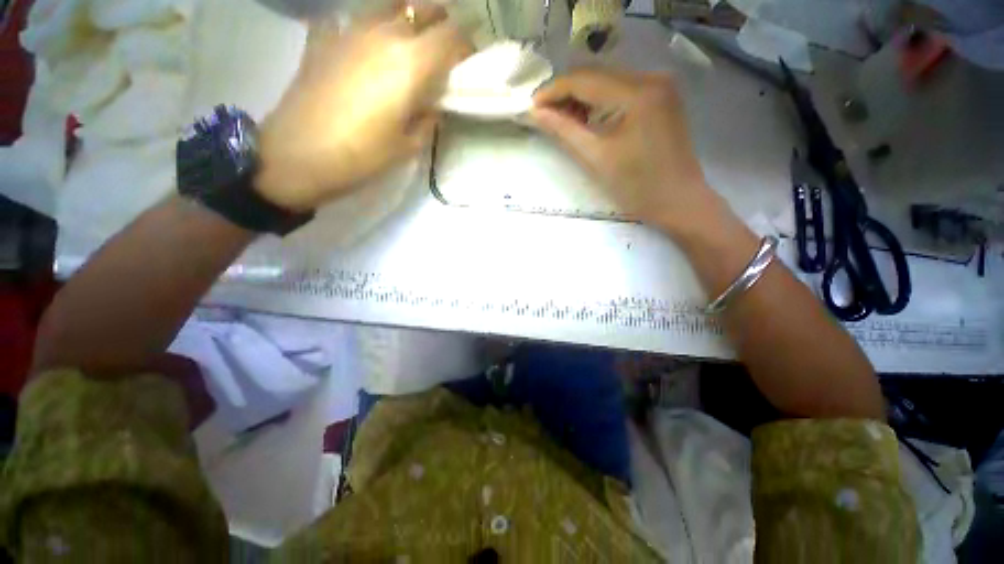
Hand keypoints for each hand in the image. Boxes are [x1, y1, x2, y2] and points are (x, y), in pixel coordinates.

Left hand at [255, 2, 471, 211]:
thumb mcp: (408, 145)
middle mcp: (384, 33)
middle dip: (441, 24)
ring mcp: (350, 29)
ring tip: (410, 49)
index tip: (469, 61)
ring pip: (391, 8)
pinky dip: (371, 31)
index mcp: (411, 62)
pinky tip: (367, 51)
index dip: (466, 44)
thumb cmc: (362, 156)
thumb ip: (427, 118)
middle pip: (423, 9)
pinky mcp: (325, 37)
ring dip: (408, 22)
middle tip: (444, 50)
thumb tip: (432, 103)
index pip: (452, 35)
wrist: (298, 154)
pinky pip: (356, 21)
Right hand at [532, 67, 723, 236]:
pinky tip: (586, 119)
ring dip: (582, 98)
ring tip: (562, 120)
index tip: (531, 106)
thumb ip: (564, 131)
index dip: (554, 91)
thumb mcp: (596, 159)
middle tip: (543, 115)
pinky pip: (622, 91)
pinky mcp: (662, 98)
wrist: (679, 201)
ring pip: (609, 81)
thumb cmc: (637, 187)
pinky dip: (600, 102)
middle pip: (597, 75)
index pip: (585, 80)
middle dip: (566, 93)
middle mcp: (652, 78)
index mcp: (638, 93)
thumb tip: (536, 113)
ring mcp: (660, 86)